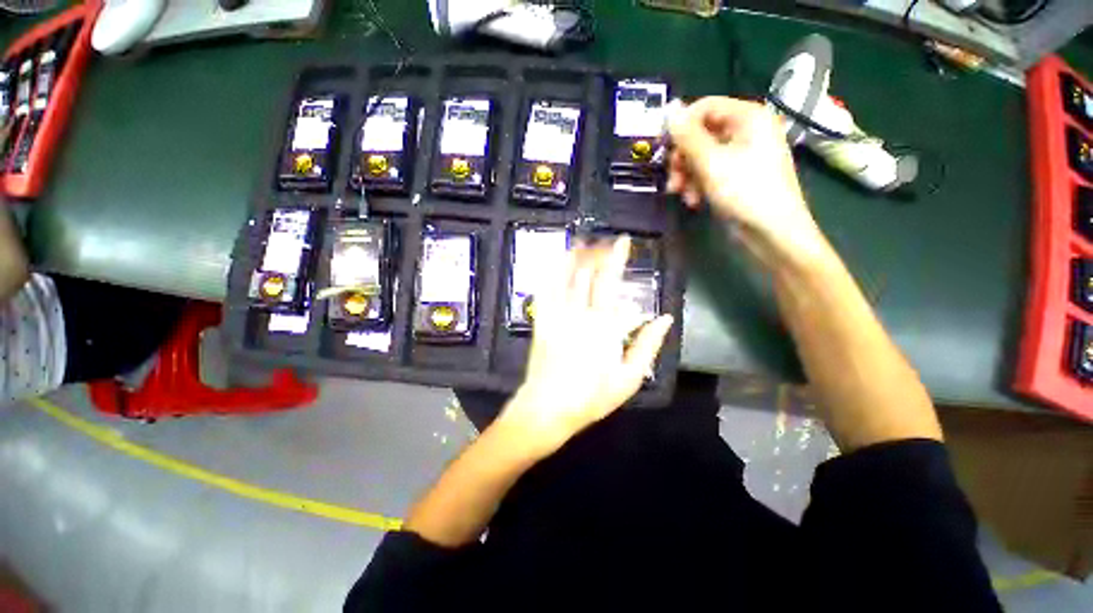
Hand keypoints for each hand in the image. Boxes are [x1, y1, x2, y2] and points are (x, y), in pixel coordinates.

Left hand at [496, 236, 673, 455]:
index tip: (622, 240)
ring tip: (582, 243)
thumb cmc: (592, 397)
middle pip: (587, 273)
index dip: (617, 257)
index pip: (611, 281)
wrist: (548, 408)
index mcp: (604, 325)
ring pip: (564, 276)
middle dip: (596, 252)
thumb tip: (664, 317)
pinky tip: (555, 263)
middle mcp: (579, 313)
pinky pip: (544, 291)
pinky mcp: (541, 322)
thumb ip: (648, 345)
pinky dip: (550, 273)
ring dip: (573, 256)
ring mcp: (556, 315)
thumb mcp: (629, 378)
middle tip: (604, 242)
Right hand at [666, 97, 825, 265]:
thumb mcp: (711, 163)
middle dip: (682, 158)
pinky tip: (694, 201)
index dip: (681, 126)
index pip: (705, 107)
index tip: (663, 148)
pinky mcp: (736, 176)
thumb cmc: (745, 192)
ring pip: (701, 156)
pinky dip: (697, 185)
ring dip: (686, 175)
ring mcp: (741, 155)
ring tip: (681, 195)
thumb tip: (669, 109)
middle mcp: (745, 131)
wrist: (771, 232)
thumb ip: (688, 136)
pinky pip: (709, 172)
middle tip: (672, 179)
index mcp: (748, 117)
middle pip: (701, 134)